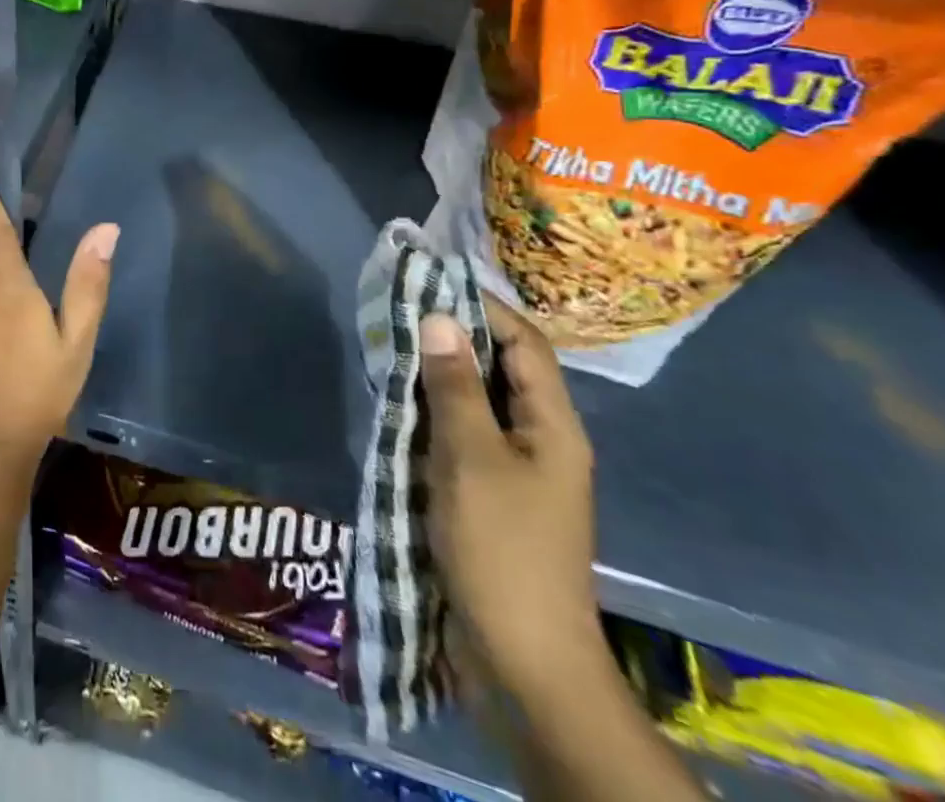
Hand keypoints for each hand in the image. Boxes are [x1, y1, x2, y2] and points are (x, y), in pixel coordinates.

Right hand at [421, 302, 604, 701]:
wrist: (524, 662)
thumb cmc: (502, 549)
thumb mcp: (470, 458)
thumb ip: (454, 386)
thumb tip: (439, 317)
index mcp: (553, 426)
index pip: (524, 343)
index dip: (483, 306)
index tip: (430, 282)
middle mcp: (542, 439)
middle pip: (502, 368)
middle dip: (454, 336)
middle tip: (399, 312)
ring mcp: (518, 470)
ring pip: (479, 401)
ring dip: (440, 375)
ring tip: (391, 348)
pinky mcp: (492, 495)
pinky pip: (464, 434)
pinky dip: (434, 412)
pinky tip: (399, 405)